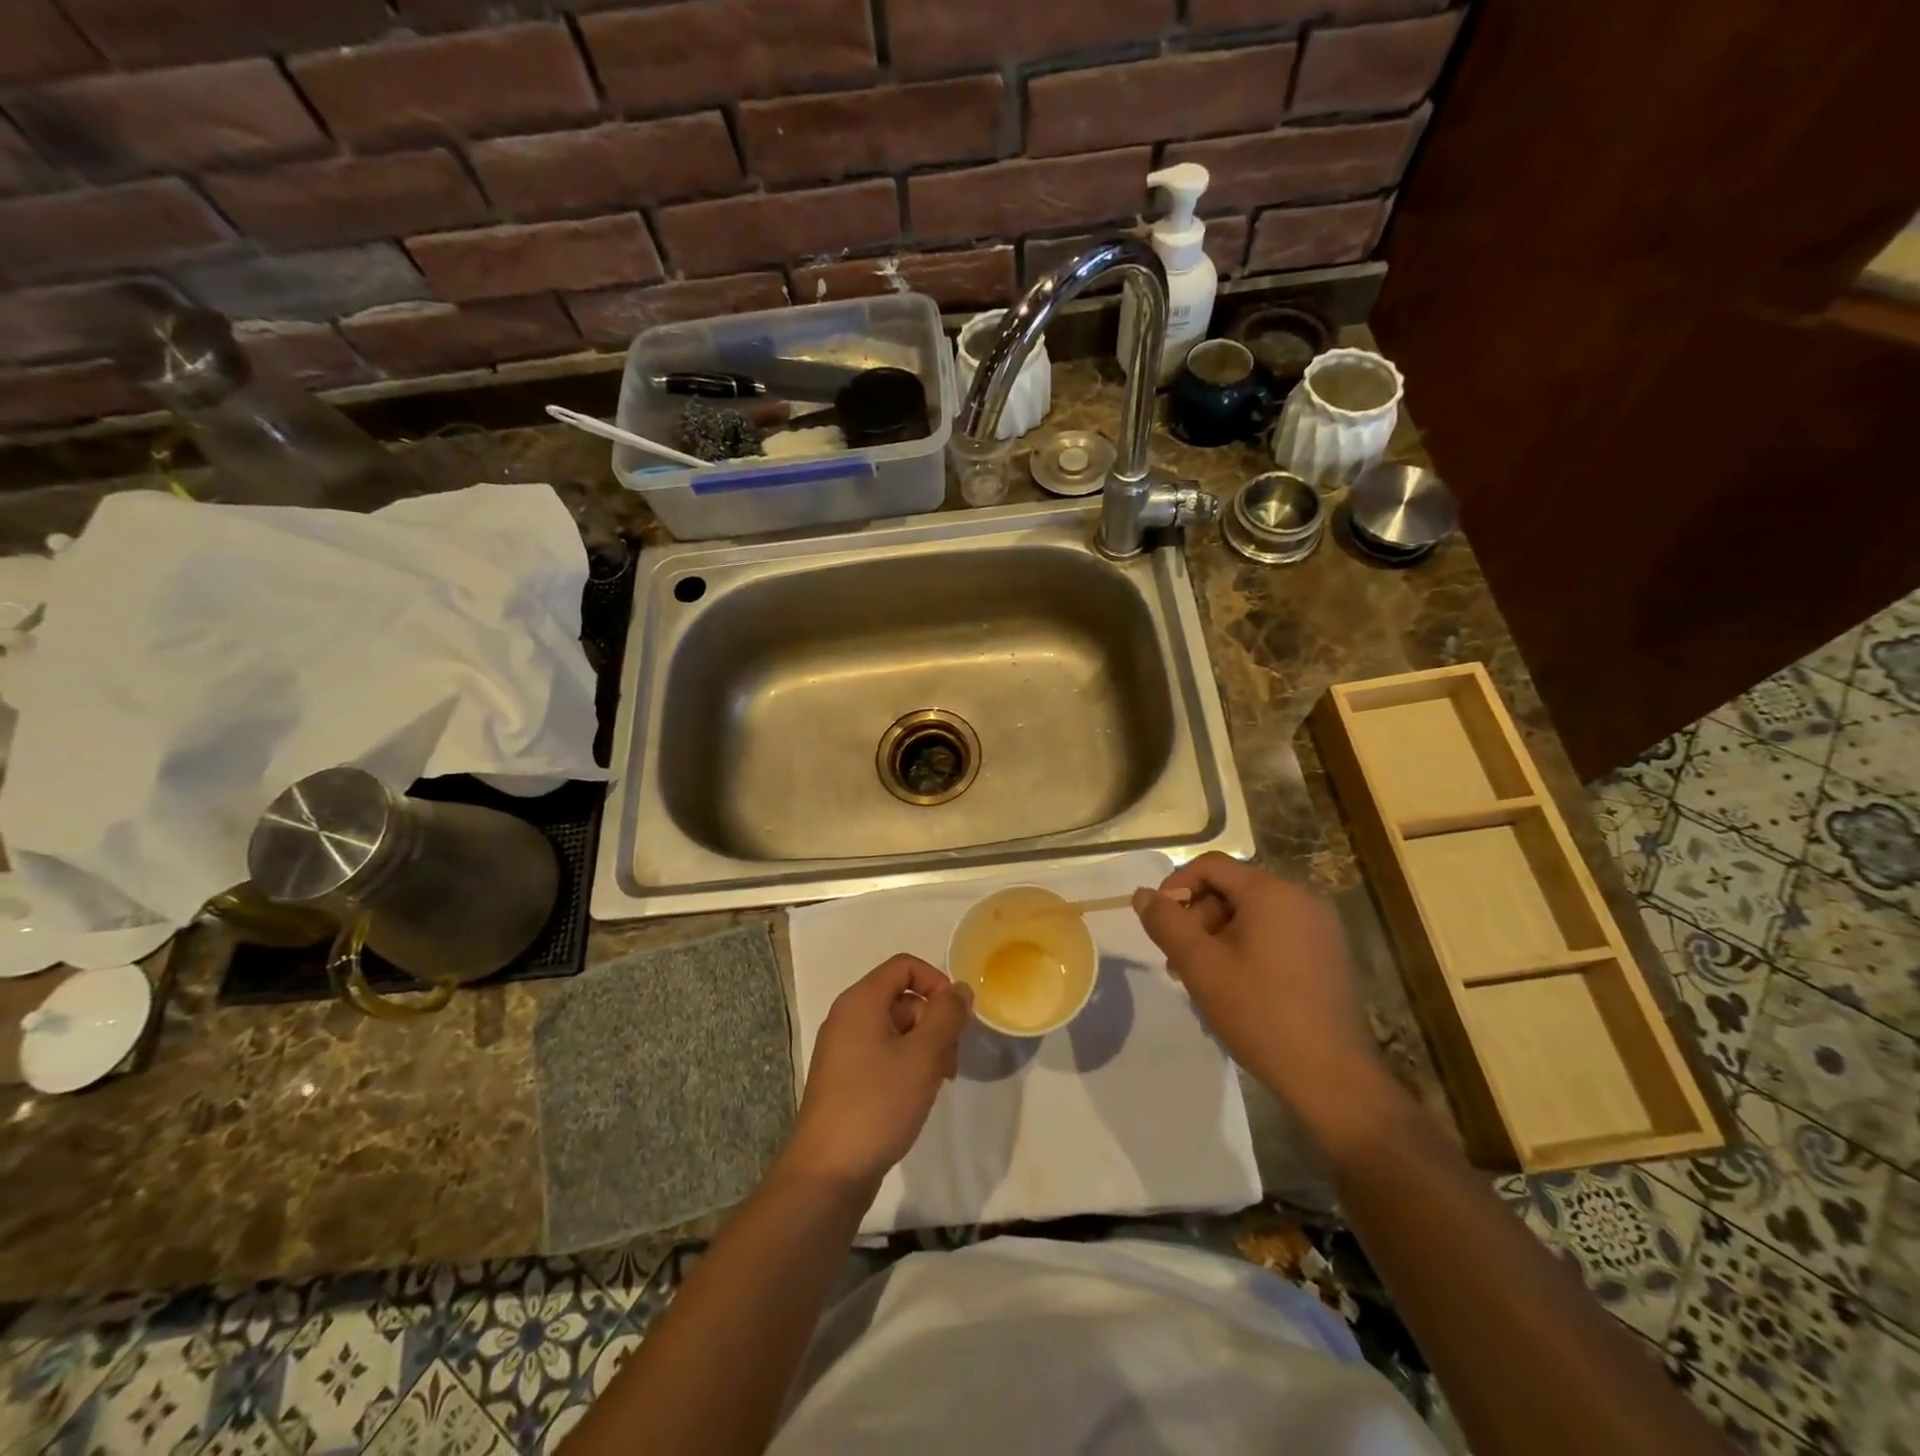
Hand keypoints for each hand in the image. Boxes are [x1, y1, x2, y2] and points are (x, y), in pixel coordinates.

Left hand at [785, 954, 972, 1191]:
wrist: (827, 1173)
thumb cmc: (877, 1104)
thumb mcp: (923, 1056)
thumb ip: (947, 1016)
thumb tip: (960, 989)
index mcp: (860, 1001)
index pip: (905, 966)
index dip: (936, 982)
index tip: (957, 1016)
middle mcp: (847, 1018)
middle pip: (902, 998)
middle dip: (934, 1022)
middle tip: (951, 1061)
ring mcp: (843, 1050)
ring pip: (895, 1030)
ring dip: (924, 1047)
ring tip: (938, 1082)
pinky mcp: (844, 1080)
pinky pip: (882, 1055)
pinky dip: (906, 1065)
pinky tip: (917, 1096)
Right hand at [1133, 853, 1392, 1140]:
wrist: (1332, 1077)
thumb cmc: (1260, 1014)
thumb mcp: (1200, 966)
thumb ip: (1166, 923)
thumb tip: (1143, 895)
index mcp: (1272, 893)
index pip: (1210, 866)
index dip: (1176, 886)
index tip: (1160, 924)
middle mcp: (1301, 898)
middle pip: (1232, 888)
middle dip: (1198, 917)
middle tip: (1179, 961)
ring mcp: (1320, 927)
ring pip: (1253, 913)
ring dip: (1219, 936)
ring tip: (1205, 978)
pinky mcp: (1328, 953)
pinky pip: (1276, 933)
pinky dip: (1248, 947)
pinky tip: (1237, 986)